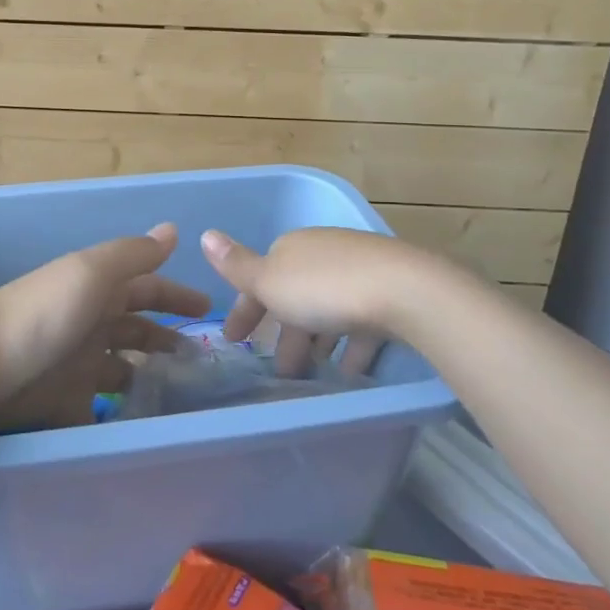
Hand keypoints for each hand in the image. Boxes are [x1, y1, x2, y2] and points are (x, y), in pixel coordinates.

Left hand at [0, 223, 208, 430]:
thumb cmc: (43, 313)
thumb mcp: (91, 273)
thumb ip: (133, 255)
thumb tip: (173, 230)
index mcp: (99, 290)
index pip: (148, 289)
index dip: (177, 296)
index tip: (211, 310)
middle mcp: (91, 324)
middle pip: (137, 331)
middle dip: (168, 340)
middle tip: (203, 363)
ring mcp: (77, 365)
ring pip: (123, 370)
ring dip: (150, 378)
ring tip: (183, 397)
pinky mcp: (64, 403)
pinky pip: (101, 409)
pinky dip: (121, 416)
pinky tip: (146, 428)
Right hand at [200, 227, 418, 376]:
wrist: (405, 291)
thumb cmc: (324, 289)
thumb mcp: (270, 280)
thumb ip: (237, 265)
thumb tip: (205, 234)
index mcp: (291, 248)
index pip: (260, 278)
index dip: (245, 310)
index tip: (234, 341)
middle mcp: (323, 254)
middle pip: (294, 296)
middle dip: (283, 333)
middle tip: (277, 371)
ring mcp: (359, 272)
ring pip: (328, 310)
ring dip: (317, 340)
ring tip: (311, 375)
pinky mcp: (389, 293)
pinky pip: (360, 323)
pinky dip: (350, 346)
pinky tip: (350, 372)